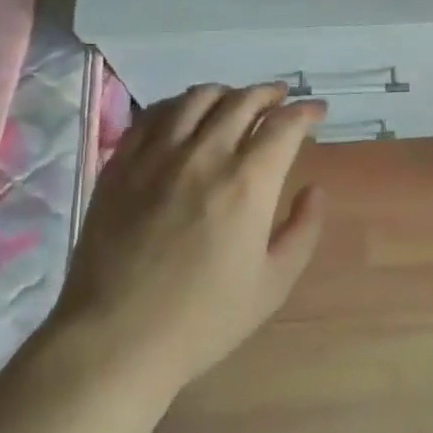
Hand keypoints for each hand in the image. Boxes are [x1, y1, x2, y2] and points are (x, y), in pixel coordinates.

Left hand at [54, 83, 327, 399]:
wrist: (115, 339)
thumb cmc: (202, 320)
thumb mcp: (272, 286)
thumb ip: (302, 231)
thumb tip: (314, 189)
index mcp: (247, 183)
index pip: (283, 125)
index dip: (305, 111)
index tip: (317, 110)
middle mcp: (204, 155)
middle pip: (242, 101)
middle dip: (269, 93)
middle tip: (281, 98)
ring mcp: (157, 155)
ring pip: (197, 98)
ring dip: (226, 92)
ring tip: (236, 101)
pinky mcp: (121, 162)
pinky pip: (154, 114)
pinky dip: (179, 104)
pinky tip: (184, 114)